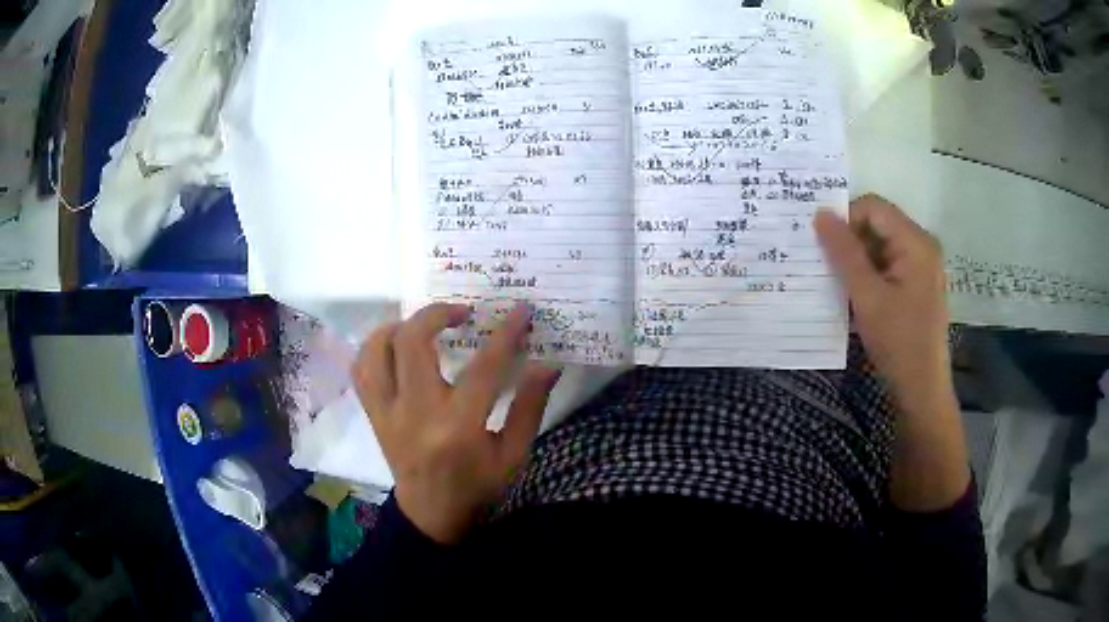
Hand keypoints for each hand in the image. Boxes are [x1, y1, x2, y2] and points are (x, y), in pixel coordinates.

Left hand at [352, 302, 561, 543]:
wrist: (431, 514)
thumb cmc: (478, 487)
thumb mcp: (514, 454)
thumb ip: (529, 406)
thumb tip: (547, 363)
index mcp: (458, 428)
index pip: (482, 368)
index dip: (505, 334)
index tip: (520, 310)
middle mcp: (416, 413)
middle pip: (412, 343)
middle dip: (437, 314)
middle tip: (462, 313)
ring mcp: (388, 413)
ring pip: (377, 350)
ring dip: (400, 326)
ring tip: (424, 325)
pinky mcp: (374, 415)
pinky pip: (361, 370)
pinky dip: (375, 347)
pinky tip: (396, 345)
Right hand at [814, 194, 952, 411]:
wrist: (921, 388)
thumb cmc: (898, 342)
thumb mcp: (867, 296)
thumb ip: (844, 253)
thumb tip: (820, 213)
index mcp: (915, 242)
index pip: (873, 207)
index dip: (845, 219)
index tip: (824, 247)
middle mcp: (921, 245)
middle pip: (878, 224)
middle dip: (850, 241)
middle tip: (826, 266)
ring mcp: (921, 265)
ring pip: (880, 245)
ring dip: (857, 260)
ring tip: (839, 283)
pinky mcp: (917, 283)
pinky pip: (888, 264)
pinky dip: (869, 273)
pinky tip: (856, 296)